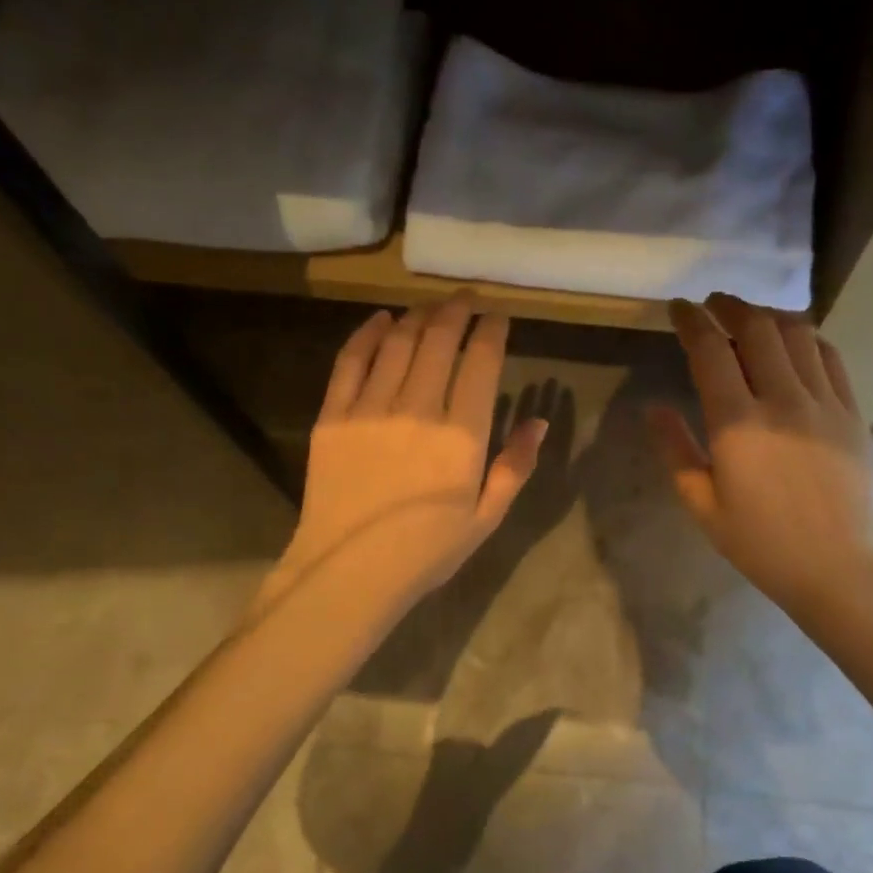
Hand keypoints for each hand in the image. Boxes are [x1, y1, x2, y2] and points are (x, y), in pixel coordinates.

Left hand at [262, 295, 546, 621]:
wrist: (348, 574)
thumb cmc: (426, 551)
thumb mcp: (486, 517)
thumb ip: (515, 466)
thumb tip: (538, 422)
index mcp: (462, 436)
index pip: (481, 361)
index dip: (491, 330)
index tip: (498, 316)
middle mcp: (418, 409)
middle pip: (439, 340)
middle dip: (457, 311)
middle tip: (467, 298)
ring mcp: (370, 408)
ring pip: (398, 342)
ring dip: (419, 316)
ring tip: (432, 306)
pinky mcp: (333, 415)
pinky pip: (351, 360)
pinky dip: (368, 333)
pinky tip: (381, 320)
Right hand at [650, 294, 872, 615]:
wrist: (843, 567)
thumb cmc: (764, 544)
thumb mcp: (704, 507)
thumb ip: (676, 451)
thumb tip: (654, 408)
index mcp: (737, 424)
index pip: (710, 350)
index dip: (691, 321)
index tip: (679, 308)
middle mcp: (782, 400)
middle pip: (756, 328)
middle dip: (729, 306)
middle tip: (713, 304)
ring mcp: (823, 402)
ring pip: (796, 333)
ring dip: (768, 315)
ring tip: (751, 318)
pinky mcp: (852, 410)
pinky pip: (830, 356)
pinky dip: (807, 337)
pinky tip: (795, 342)